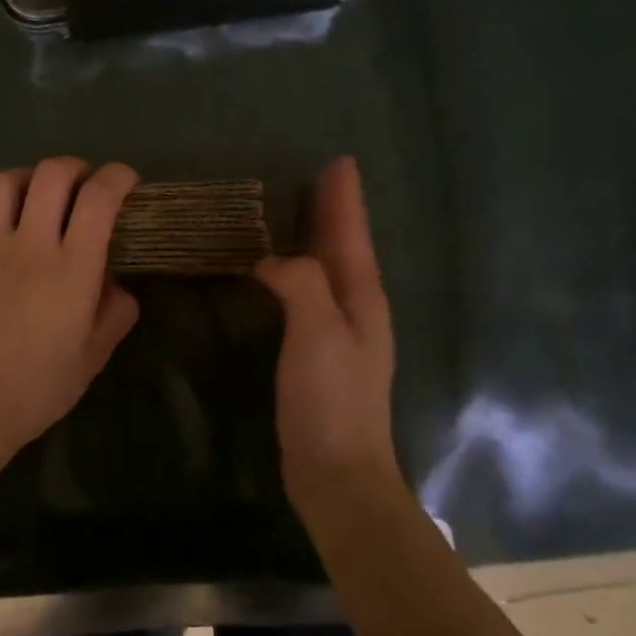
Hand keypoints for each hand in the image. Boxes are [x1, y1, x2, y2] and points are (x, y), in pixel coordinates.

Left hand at [0, 157, 141, 465]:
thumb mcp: (92, 357)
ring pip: (4, 184)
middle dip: (75, 168)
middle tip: (84, 186)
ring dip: (29, 180)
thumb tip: (116, 287)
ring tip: (38, 199)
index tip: (126, 181)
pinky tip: (5, 265)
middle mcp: (29, 246)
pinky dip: (2, 232)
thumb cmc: (38, 388)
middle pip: (51, 174)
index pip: (98, 197)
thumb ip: (114, 314)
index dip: (117, 176)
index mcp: (71, 268)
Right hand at [257, 157, 398, 512]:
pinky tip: (278, 273)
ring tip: (299, 212)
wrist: (337, 473)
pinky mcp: (316, 354)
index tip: (340, 162)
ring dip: (318, 238)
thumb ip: (301, 283)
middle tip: (320, 177)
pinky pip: (308, 295)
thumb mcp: (319, 331)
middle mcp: (356, 310)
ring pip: (327, 270)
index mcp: (362, 298)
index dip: (346, 199)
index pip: (352, 236)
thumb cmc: (332, 399)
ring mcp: (338, 334)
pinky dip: (297, 272)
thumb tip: (273, 262)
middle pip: (344, 248)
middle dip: (335, 212)